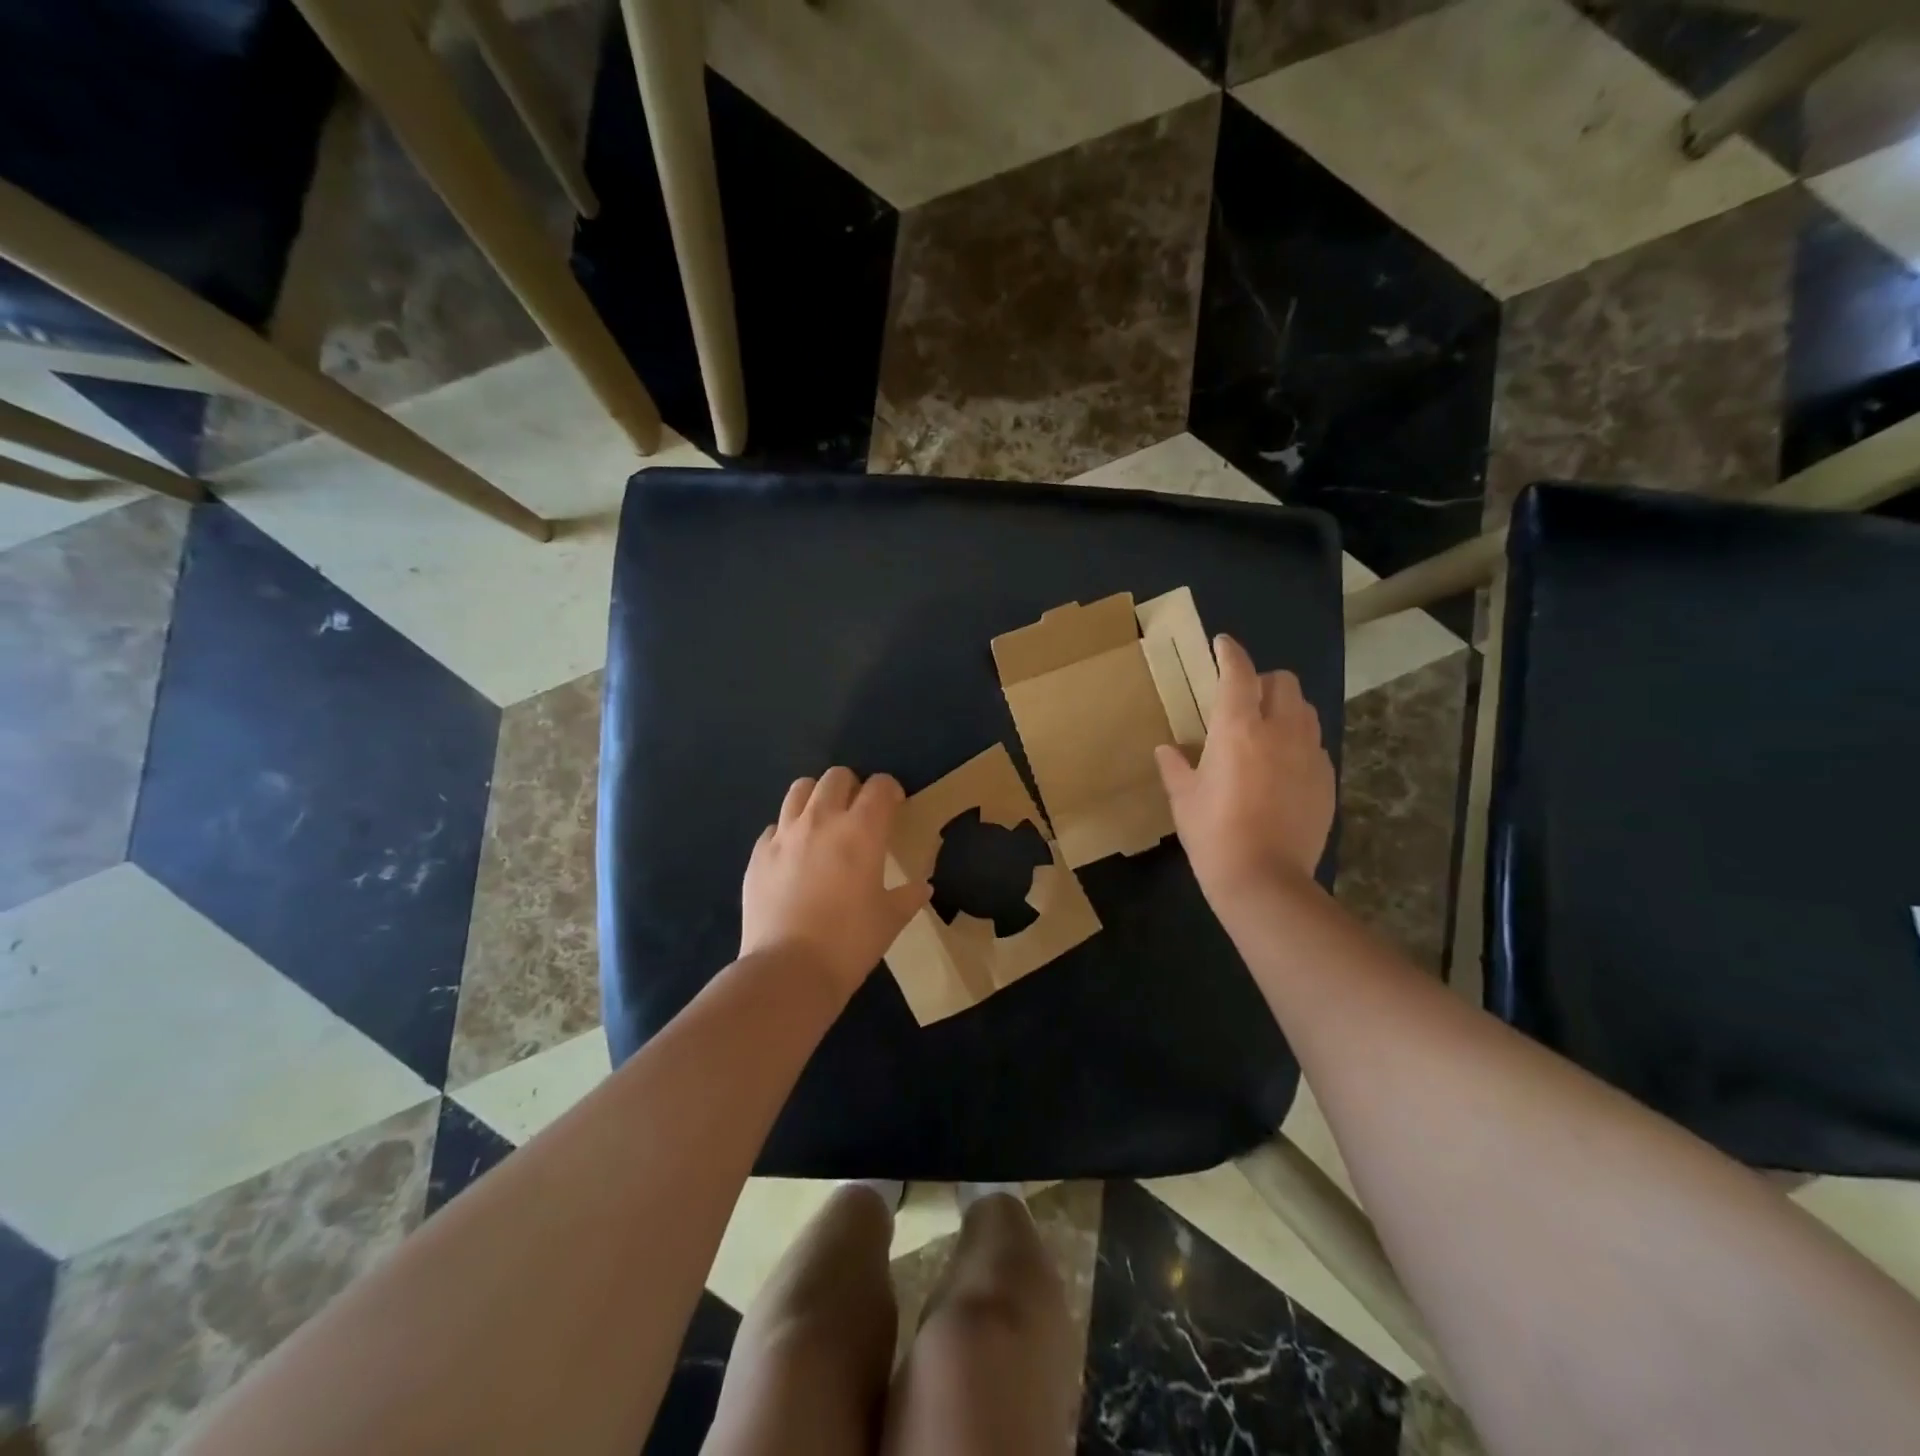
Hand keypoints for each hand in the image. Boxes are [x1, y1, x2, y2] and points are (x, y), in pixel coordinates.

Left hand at [741, 767, 932, 1000]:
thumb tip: (923, 887)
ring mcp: (784, 835)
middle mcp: (821, 820)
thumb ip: (908, 897)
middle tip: (858, 813)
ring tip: (823, 822)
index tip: (894, 807)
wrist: (788, 971)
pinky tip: (793, 855)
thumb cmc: (850, 942)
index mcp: (861, 830)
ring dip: (816, 797)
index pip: (880, 787)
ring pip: (799, 789)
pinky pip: (774, 827)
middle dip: (852, 787)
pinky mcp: (758, 854)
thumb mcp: (889, 920)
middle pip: (836, 777)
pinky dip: (787, 832)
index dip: (890, 790)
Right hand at [1155, 635, 1334, 907]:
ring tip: (1266, 729)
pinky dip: (1299, 743)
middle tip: (1243, 700)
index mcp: (1238, 729)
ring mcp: (1309, 755)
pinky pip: (1315, 745)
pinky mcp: (1326, 780)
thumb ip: (1175, 766)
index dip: (1230, 653)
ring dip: (1285, 708)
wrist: (1264, 879)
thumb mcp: (1184, 798)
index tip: (1222, 644)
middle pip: (1283, 682)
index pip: (1238, 673)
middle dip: (1263, 681)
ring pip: (1305, 710)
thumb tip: (1166, 749)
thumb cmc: (1213, 834)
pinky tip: (1282, 768)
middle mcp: (1280, 731)